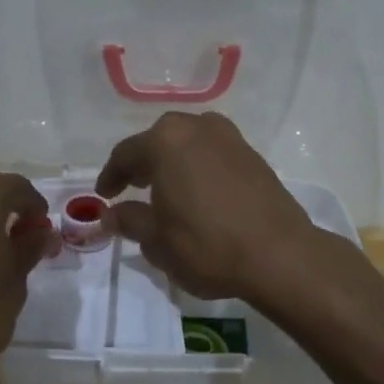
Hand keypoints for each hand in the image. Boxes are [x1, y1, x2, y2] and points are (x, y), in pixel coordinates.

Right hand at [95, 111, 317, 300]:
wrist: (279, 255)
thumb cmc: (207, 246)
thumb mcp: (157, 241)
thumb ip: (129, 220)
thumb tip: (110, 214)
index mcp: (166, 142)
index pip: (126, 154)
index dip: (111, 176)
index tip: (104, 196)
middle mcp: (197, 128)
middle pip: (159, 140)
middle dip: (143, 162)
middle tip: (133, 187)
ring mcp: (230, 138)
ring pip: (190, 142)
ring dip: (174, 161)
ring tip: (167, 188)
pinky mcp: (253, 156)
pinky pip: (214, 153)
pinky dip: (199, 166)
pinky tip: (199, 192)